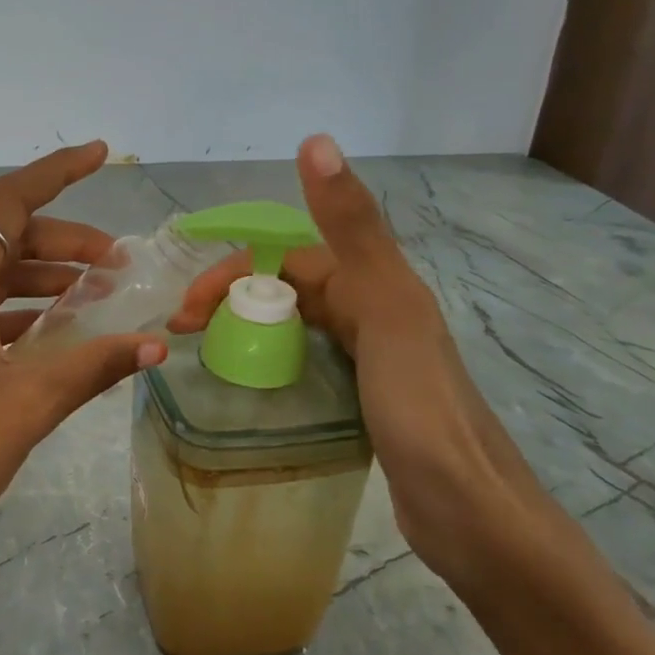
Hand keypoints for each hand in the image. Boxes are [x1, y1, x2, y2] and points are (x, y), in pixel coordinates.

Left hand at [0, 141, 167, 589]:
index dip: (55, 173)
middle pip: (1, 243)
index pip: (6, 205)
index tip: (98, 155)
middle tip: (117, 265)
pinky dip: (17, 316)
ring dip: (41, 282)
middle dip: (62, 244)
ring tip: (95, 298)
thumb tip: (154, 347)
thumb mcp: (30, 404)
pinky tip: (53, 338)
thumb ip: (94, 365)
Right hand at [169, 135, 551, 579]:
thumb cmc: (420, 408)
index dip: (233, 273)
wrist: (471, 513)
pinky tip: (251, 386)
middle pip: (289, 290)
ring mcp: (371, 360)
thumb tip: (315, 140)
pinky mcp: (365, 402)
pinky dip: (272, 364)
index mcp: (377, 285)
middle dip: (232, 301)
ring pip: (297, 326)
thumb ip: (350, 227)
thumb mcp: (383, 308)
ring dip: (248, 329)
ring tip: (205, 356)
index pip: (287, 259)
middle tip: (183, 335)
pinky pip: (307, 364)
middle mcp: (375, 313)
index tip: (187, 312)